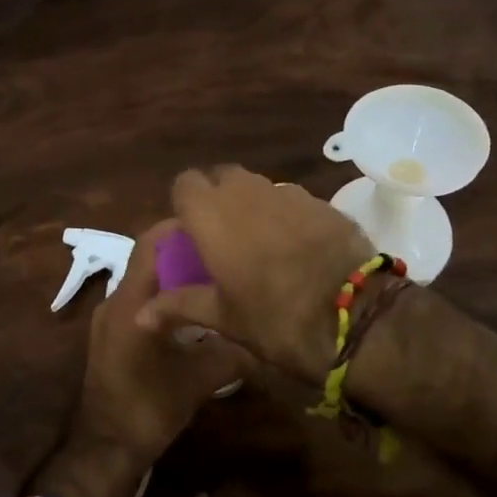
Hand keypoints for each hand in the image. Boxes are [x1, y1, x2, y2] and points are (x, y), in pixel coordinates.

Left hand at [32, 221, 249, 496]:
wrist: (105, 449)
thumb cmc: (149, 409)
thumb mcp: (198, 381)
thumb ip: (232, 354)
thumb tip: (267, 336)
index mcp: (131, 303)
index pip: (152, 244)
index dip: (180, 227)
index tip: (215, 223)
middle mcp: (116, 301)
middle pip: (149, 257)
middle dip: (184, 249)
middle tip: (223, 249)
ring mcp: (110, 318)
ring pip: (145, 279)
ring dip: (174, 273)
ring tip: (214, 274)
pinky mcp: (111, 334)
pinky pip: (140, 300)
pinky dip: (164, 295)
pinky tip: (193, 309)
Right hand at [134, 166, 372, 384]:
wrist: (357, 315)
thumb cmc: (276, 318)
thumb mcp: (224, 318)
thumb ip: (180, 306)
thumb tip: (140, 315)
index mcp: (212, 214)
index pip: (184, 183)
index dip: (185, 204)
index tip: (191, 234)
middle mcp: (246, 192)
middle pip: (222, 178)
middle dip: (217, 199)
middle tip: (221, 238)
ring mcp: (288, 193)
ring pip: (258, 187)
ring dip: (252, 206)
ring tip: (260, 245)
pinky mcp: (322, 203)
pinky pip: (291, 200)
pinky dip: (285, 216)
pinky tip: (297, 249)